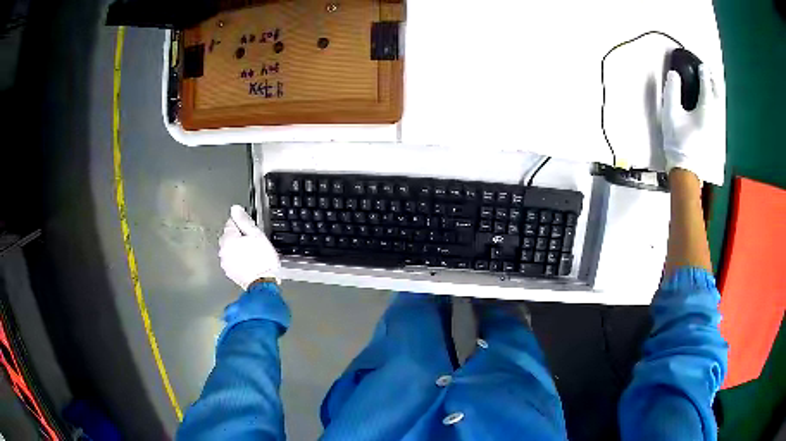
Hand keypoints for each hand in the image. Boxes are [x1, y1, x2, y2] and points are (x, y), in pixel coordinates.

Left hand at [218, 205, 280, 289]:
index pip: (231, 222)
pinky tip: (249, 262)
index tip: (252, 230)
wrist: (262, 284)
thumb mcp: (256, 235)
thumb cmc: (262, 259)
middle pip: (229, 236)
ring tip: (252, 253)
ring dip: (238, 248)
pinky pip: (232, 260)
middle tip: (254, 242)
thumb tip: (235, 209)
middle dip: (239, 236)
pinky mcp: (229, 272)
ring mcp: (225, 262)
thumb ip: (244, 220)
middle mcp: (223, 250)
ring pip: (230, 248)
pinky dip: (238, 259)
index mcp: (228, 238)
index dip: (242, 224)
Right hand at [662, 65, 724, 184]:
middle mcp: (716, 116)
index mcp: (706, 109)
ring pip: (721, 104)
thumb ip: (672, 90)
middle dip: (713, 81)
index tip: (701, 65)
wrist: (687, 171)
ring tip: (712, 85)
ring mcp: (718, 128)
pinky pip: (720, 114)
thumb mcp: (670, 112)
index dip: (703, 73)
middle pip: (717, 94)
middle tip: (708, 72)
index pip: (706, 85)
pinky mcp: (718, 137)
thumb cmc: (678, 141)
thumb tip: (674, 74)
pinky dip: (718, 104)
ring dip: (717, 92)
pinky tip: (714, 104)